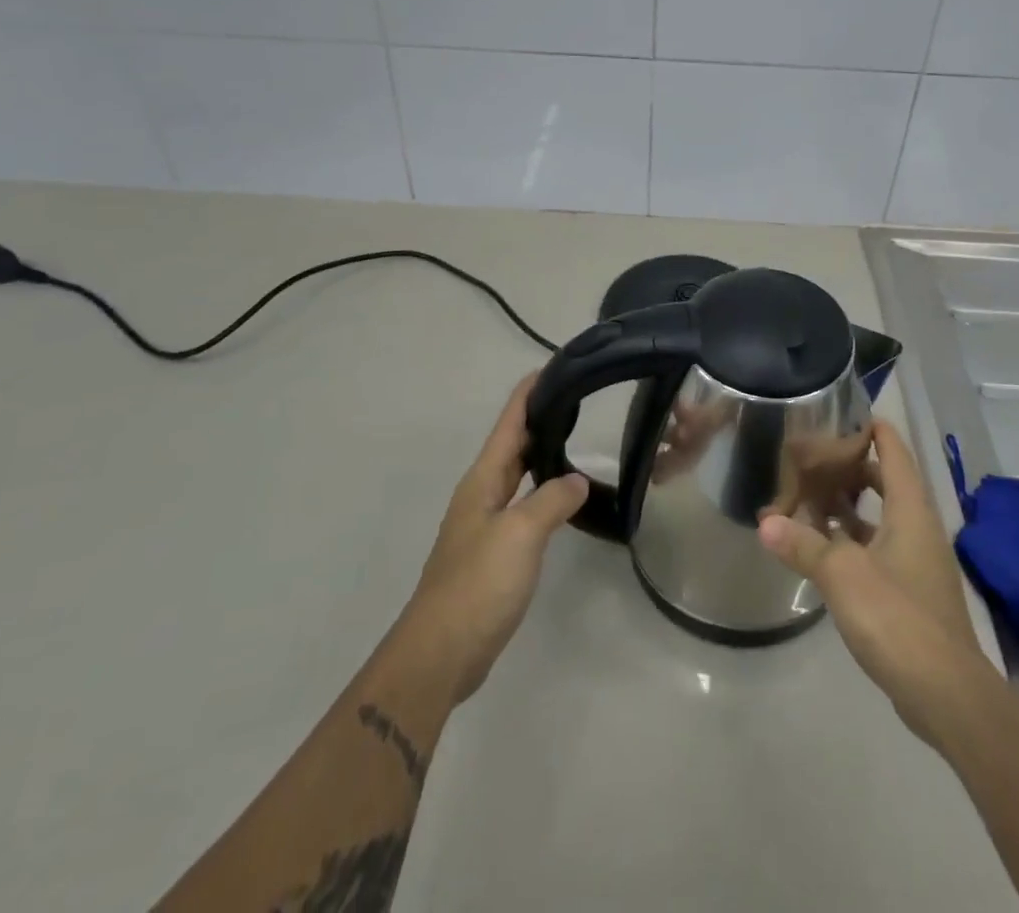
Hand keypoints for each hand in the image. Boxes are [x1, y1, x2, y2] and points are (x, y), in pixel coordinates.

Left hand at [390, 375, 588, 705]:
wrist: (441, 652)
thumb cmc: (478, 584)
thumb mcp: (520, 534)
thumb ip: (551, 500)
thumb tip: (577, 481)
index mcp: (483, 480)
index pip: (509, 423)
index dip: (529, 393)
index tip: (553, 366)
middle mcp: (481, 494)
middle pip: (511, 444)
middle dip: (538, 418)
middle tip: (576, 398)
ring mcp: (484, 524)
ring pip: (516, 475)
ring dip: (540, 453)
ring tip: (575, 438)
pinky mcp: (493, 552)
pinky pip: (521, 505)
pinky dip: (541, 490)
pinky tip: (562, 498)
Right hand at [757, 417, 989, 750]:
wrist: (946, 693)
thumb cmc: (897, 616)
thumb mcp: (842, 574)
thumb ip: (803, 544)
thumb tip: (766, 523)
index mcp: (910, 510)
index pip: (894, 451)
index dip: (872, 429)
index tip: (841, 414)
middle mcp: (917, 528)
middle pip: (887, 482)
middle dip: (851, 468)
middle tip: (812, 457)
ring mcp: (916, 562)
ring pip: (880, 518)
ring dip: (848, 507)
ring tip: (808, 496)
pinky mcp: (910, 593)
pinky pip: (878, 549)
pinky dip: (852, 541)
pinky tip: (822, 547)